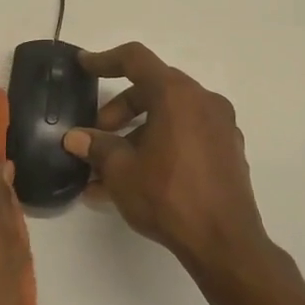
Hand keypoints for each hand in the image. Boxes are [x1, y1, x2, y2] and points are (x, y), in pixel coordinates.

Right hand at [63, 42, 265, 268]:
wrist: (225, 244)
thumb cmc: (169, 196)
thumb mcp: (121, 171)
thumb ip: (96, 147)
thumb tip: (76, 138)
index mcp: (178, 95)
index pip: (136, 60)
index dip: (105, 60)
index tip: (84, 66)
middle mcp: (204, 101)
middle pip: (153, 90)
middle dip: (119, 110)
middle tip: (98, 136)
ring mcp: (221, 127)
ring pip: (169, 117)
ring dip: (137, 135)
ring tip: (108, 171)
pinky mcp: (228, 153)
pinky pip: (186, 138)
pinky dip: (160, 148)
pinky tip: (136, 182)